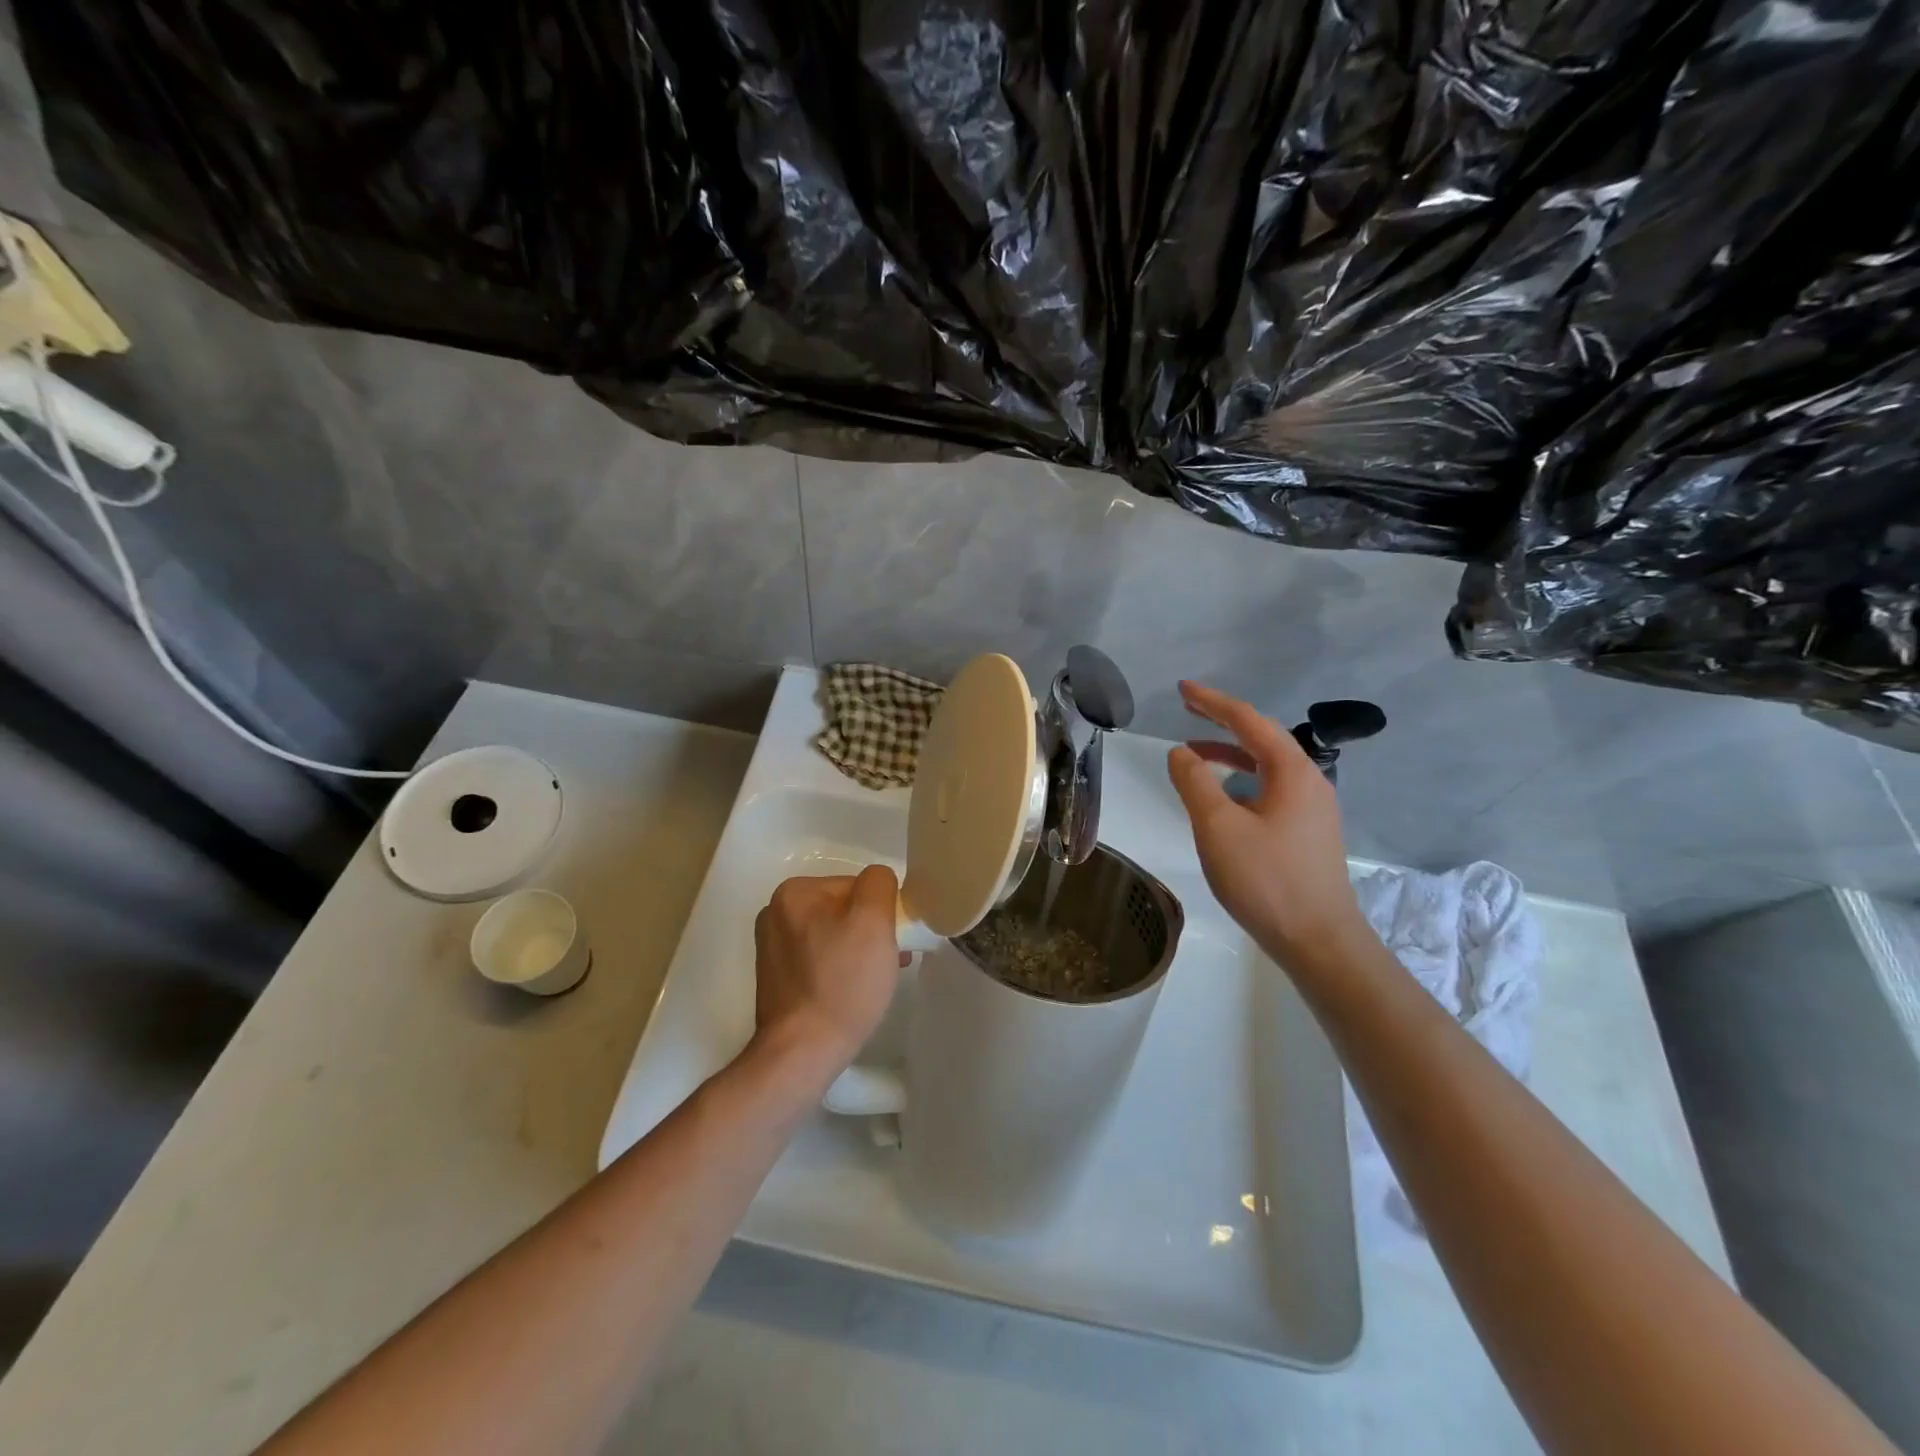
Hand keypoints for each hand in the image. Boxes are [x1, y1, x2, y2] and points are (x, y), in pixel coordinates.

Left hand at [751, 866, 904, 1080]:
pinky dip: (840, 969)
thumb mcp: (873, 921)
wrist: (802, 1052)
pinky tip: (852, 992)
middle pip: (843, 910)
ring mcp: (772, 948)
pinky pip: (820, 959)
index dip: (881, 912)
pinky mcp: (777, 978)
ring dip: (858, 951)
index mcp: (793, 893)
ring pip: (833, 935)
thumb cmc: (842, 983)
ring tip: (876, 981)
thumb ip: (879, 884)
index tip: (893, 942)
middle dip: (871, 932)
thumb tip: (878, 882)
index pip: (856, 886)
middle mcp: (776, 913)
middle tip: (890, 962)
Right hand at [1165, 681, 1367, 968]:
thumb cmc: (1266, 880)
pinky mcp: (1309, 831)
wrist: (1319, 940)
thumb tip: (1181, 752)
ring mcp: (1313, 808)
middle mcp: (1309, 781)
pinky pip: (1272, 787)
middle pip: (1263, 737)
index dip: (1213, 702)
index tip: (1182, 689)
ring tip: (1194, 754)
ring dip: (1231, 752)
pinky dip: (1243, 778)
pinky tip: (1223, 796)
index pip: (1249, 720)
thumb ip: (1195, 783)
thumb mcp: (1218, 828)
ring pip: (1268, 764)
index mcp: (1292, 771)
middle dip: (1223, 721)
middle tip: (1188, 710)